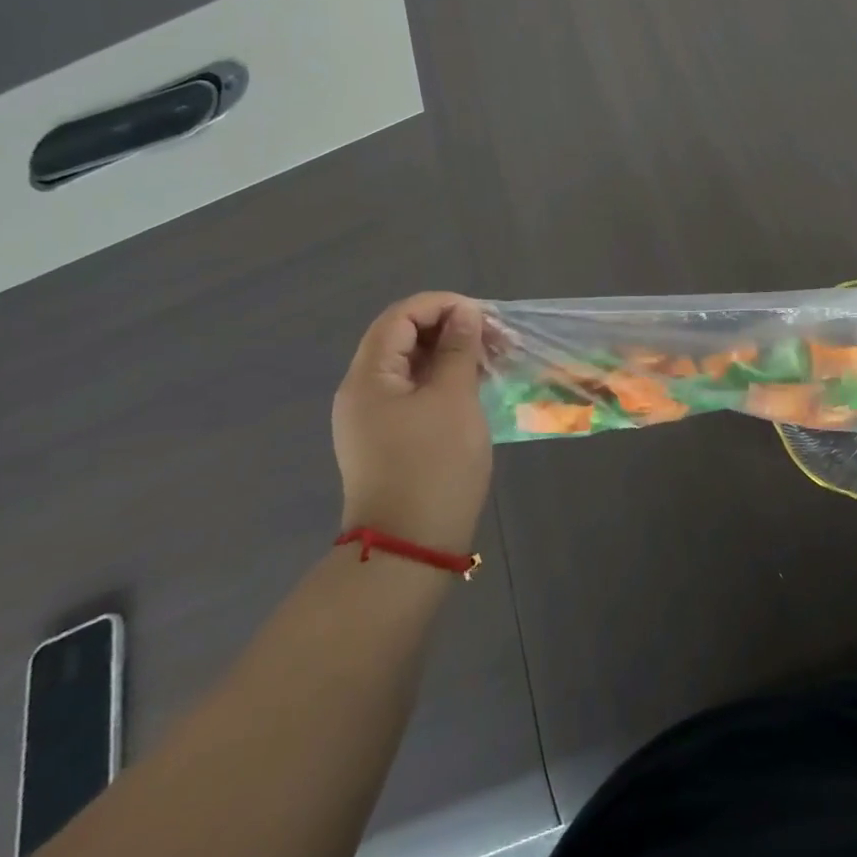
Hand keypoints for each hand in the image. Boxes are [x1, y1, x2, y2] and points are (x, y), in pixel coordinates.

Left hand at [333, 293, 493, 551]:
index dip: (441, 306)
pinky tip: (475, 389)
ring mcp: (373, 419)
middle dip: (449, 329)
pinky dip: (443, 381)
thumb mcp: (453, 399)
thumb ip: (458, 349)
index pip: (400, 317)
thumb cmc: (433, 467)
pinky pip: (414, 393)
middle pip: (402, 338)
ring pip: (411, 366)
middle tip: (494, 339)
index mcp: (368, 377)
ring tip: (492, 361)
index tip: (483, 317)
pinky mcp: (388, 440)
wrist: (409, 550)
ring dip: (450, 355)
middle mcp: (362, 392)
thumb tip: (465, 313)